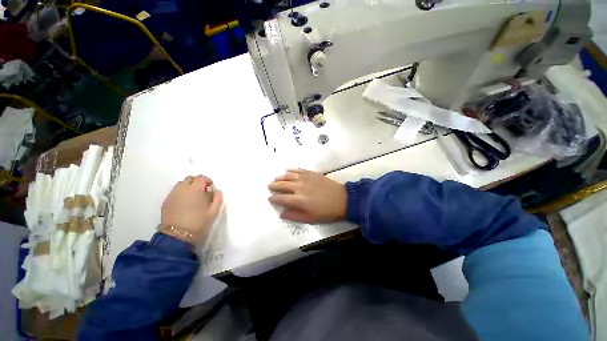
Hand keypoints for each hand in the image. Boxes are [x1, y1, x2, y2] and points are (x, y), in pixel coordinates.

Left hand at [161, 175, 222, 243]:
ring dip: (188, 187)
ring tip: (193, 197)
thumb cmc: (199, 222)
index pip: (201, 178)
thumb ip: (218, 198)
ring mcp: (172, 195)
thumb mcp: (214, 211)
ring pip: (181, 184)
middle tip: (202, 192)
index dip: (207, 181)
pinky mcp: (165, 202)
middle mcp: (182, 189)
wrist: (178, 236)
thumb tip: (216, 191)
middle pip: (190, 178)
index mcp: (195, 189)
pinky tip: (184, 204)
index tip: (210, 188)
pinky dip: (181, 194)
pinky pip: (174, 192)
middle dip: (197, 182)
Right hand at [268, 169, 346, 222]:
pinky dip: (292, 170)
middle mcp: (299, 187)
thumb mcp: (310, 219)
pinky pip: (299, 170)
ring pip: (289, 176)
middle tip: (269, 186)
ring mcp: (305, 178)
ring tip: (276, 178)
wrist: (342, 200)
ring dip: (281, 177)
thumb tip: (281, 214)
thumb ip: (294, 215)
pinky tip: (288, 170)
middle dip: (274, 186)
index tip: (270, 198)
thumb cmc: (326, 212)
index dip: (274, 198)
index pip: (281, 198)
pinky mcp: (312, 173)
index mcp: (298, 200)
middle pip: (282, 185)